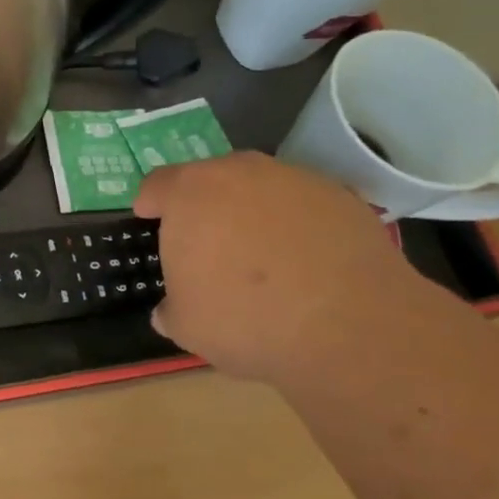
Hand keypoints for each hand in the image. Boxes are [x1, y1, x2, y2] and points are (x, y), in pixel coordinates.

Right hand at [134, 153, 431, 383]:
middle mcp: (239, 173)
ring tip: (261, 255)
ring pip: (260, 189)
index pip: (158, 184)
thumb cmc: (246, 319)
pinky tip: (305, 262)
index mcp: (190, 194)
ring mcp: (293, 179)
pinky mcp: (339, 196)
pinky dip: (297, 225)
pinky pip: (303, 206)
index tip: (149, 216)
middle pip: (211, 179)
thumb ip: (171, 309)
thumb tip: (170, 311)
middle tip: (208, 242)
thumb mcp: (188, 326)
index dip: (151, 201)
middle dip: (205, 206)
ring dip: (253, 212)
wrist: (348, 325)